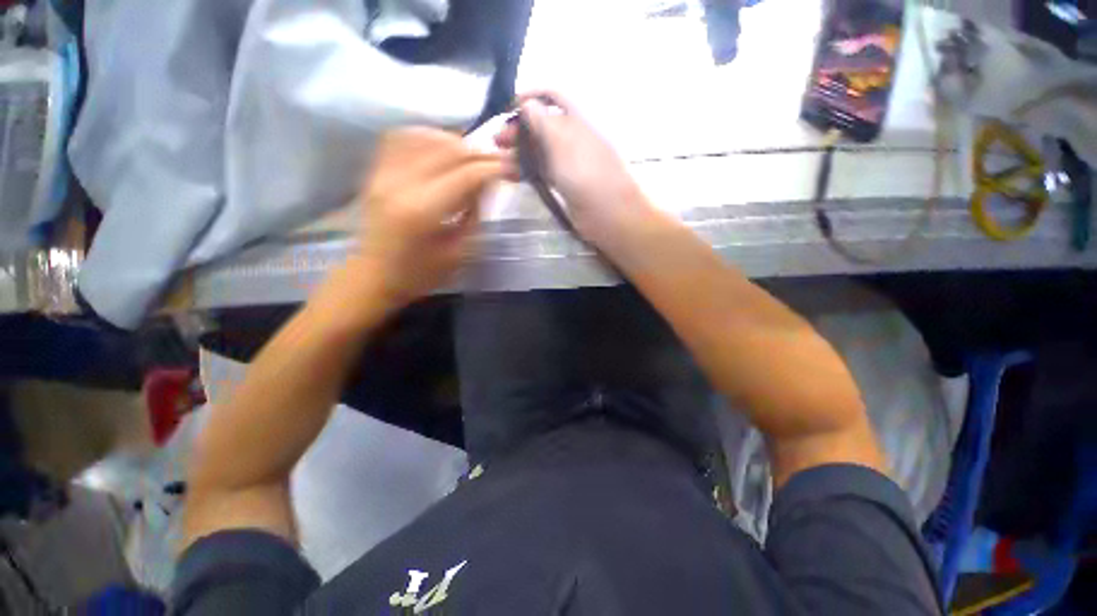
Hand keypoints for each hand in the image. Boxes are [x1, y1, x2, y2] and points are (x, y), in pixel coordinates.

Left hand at [352, 127, 504, 308]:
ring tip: (474, 155)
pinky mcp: (375, 171)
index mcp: (422, 211)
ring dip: (456, 141)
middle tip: (499, 160)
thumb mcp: (458, 252)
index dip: (493, 168)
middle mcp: (400, 183)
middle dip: (480, 152)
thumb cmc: (421, 273)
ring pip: (425, 136)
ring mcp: (383, 173)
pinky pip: (402, 137)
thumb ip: (474, 214)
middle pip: (447, 150)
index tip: (512, 168)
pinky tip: (443, 147)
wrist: (374, 276)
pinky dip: (428, 136)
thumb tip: (488, 183)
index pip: (466, 174)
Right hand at [496, 91, 650, 246]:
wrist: (606, 212)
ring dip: (519, 153)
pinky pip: (542, 170)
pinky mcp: (565, 183)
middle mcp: (573, 136)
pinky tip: (511, 175)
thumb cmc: (584, 170)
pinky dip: (527, 170)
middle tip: (497, 142)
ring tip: (500, 163)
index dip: (530, 97)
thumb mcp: (561, 139)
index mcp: (577, 117)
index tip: (507, 108)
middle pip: (542, 125)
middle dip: (519, 130)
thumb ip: (541, 120)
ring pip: (540, 150)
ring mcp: (569, 161)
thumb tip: (526, 103)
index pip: (552, 97)